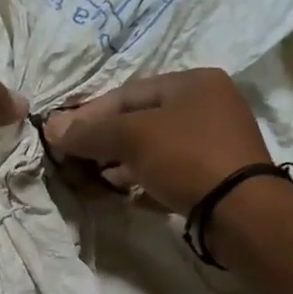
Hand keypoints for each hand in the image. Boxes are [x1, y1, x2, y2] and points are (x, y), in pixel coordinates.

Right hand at [45, 68, 271, 213]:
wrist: (240, 210)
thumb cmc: (186, 158)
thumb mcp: (132, 137)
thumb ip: (90, 131)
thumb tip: (51, 127)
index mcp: (193, 82)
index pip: (128, 93)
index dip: (90, 113)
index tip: (62, 136)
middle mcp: (208, 106)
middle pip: (142, 120)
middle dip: (105, 141)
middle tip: (77, 160)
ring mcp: (215, 142)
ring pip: (155, 148)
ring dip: (122, 163)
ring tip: (96, 179)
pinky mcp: (216, 176)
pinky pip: (170, 171)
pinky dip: (144, 179)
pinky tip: (125, 193)